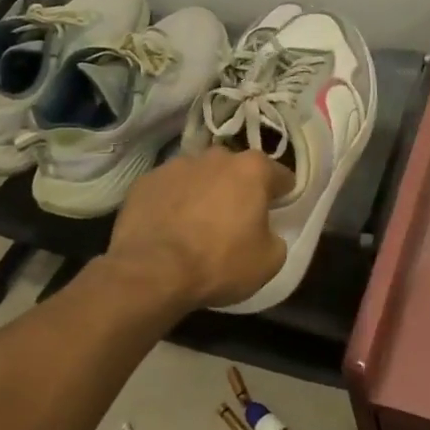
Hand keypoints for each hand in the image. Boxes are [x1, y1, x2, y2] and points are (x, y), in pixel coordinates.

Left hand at [108, 149, 292, 308]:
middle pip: (237, 170)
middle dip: (239, 189)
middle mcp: (216, 157)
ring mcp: (177, 165)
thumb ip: (275, 238)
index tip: (278, 210)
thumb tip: (265, 232)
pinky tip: (169, 228)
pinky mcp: (146, 180)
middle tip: (236, 220)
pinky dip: (173, 202)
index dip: (282, 194)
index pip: (280, 175)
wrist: (151, 272)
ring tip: (197, 224)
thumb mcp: (268, 261)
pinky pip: (169, 189)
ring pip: (201, 176)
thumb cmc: (219, 263)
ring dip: (205, 192)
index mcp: (252, 169)